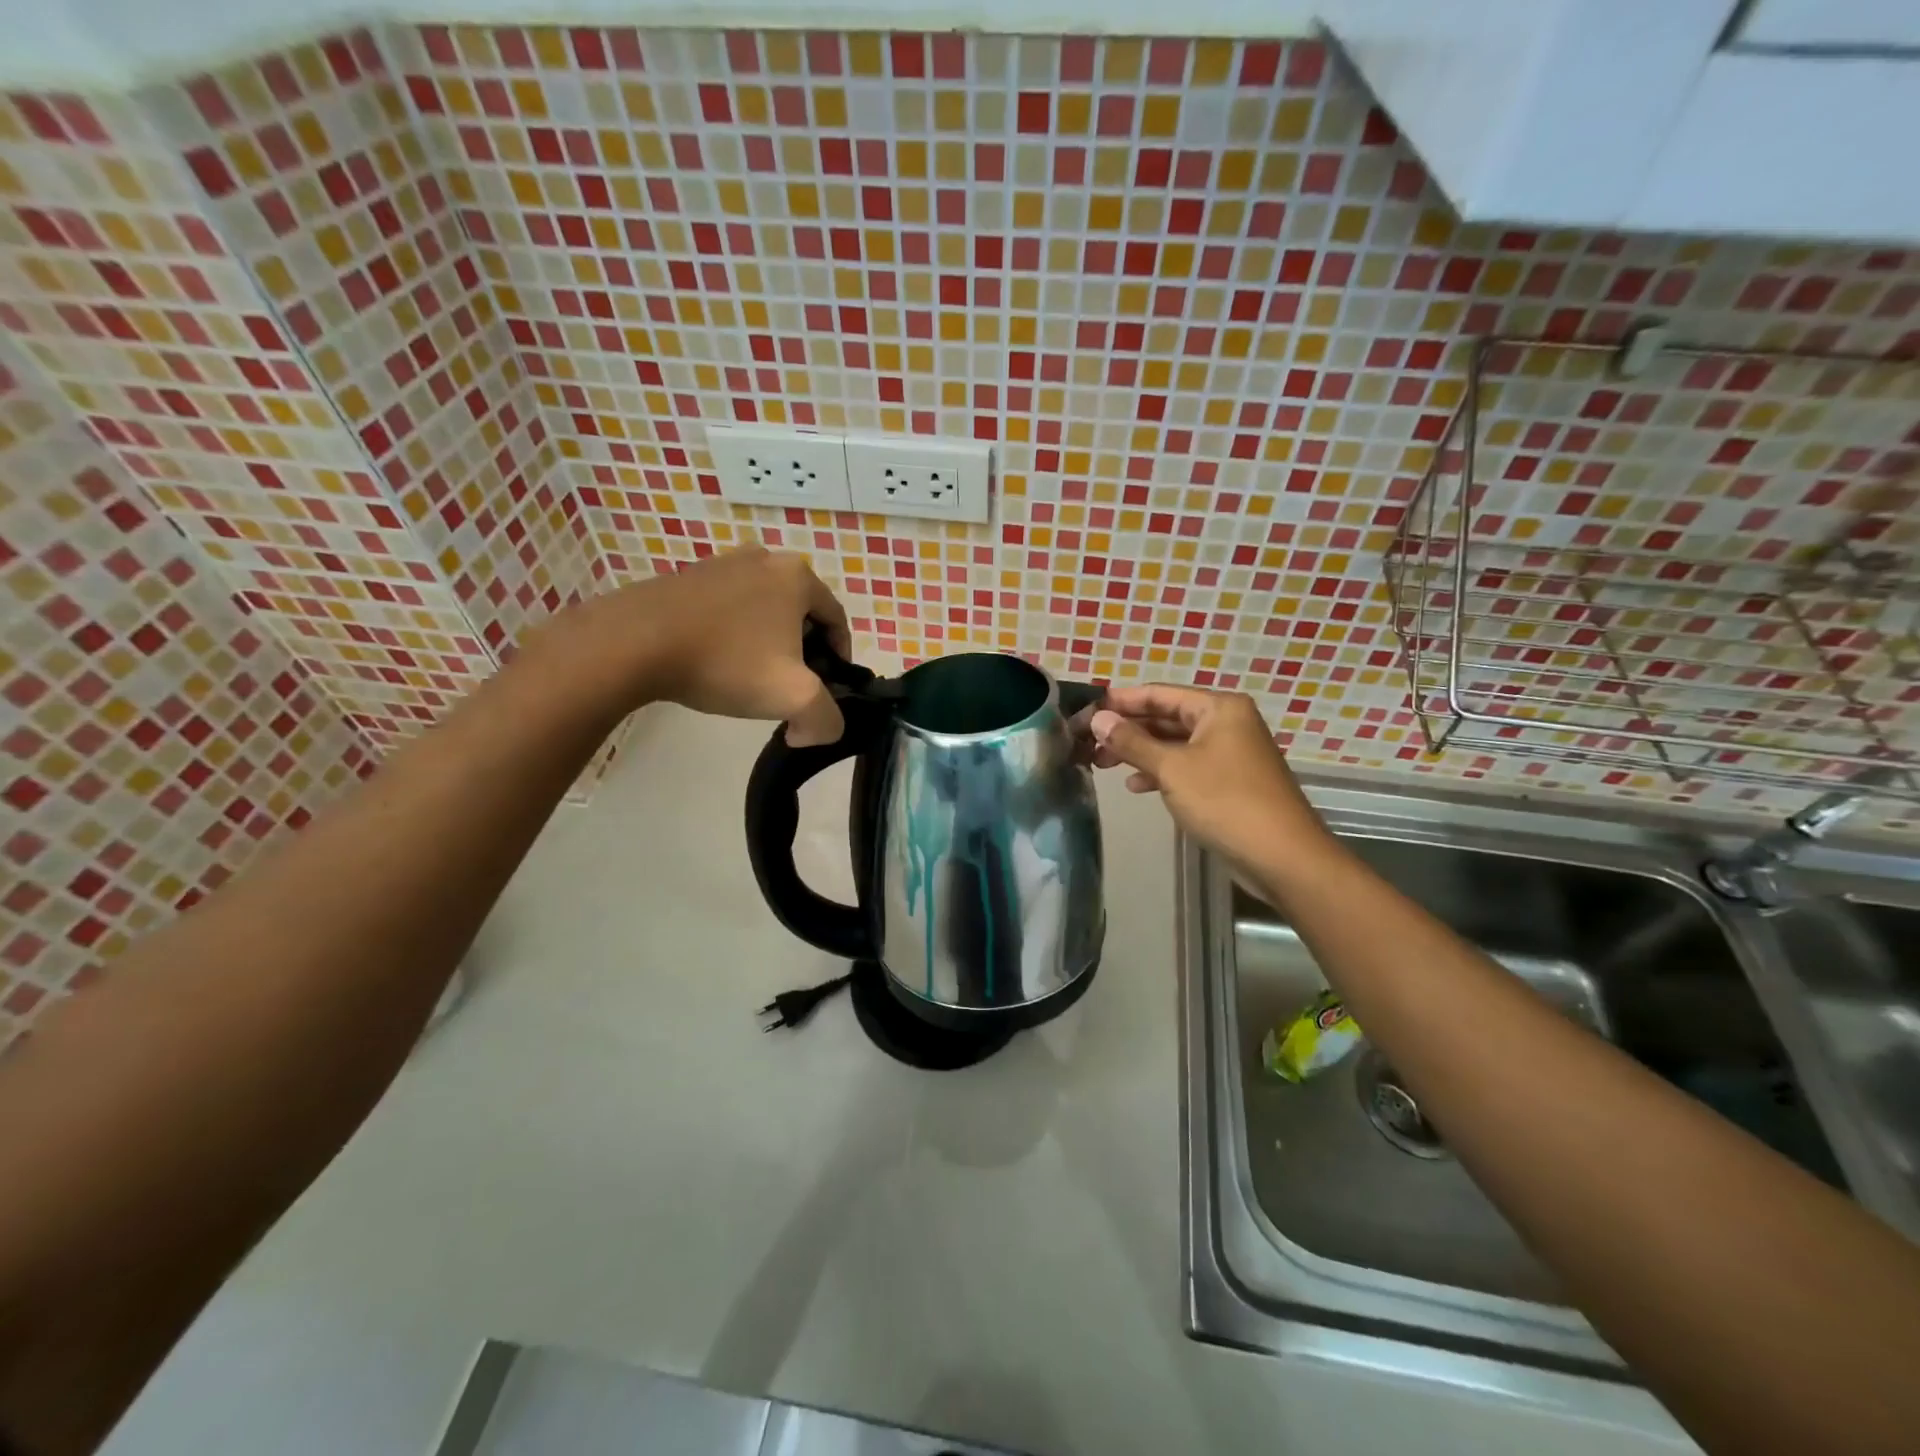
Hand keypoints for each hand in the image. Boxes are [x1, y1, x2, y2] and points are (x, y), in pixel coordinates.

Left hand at [537, 548, 852, 745]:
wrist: (634, 643)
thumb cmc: (726, 662)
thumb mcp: (793, 698)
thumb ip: (825, 719)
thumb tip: (814, 730)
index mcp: (797, 577)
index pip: (838, 620)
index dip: (840, 658)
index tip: (828, 689)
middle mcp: (764, 559)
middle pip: (801, 614)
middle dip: (802, 652)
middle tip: (789, 687)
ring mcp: (722, 564)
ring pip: (763, 612)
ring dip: (767, 644)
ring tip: (750, 678)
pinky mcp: (688, 577)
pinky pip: (728, 609)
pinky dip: (733, 636)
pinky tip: (716, 663)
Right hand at [1089, 685, 1330, 875]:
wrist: (1282, 856)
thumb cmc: (1225, 801)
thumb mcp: (1172, 769)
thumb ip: (1131, 742)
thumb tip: (1097, 718)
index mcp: (1218, 708)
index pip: (1159, 693)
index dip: (1120, 701)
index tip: (1086, 711)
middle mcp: (1226, 722)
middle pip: (1166, 717)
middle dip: (1127, 730)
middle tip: (1088, 742)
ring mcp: (1230, 752)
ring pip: (1174, 744)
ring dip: (1140, 752)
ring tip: (1102, 764)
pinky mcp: (1229, 781)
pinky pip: (1187, 766)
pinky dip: (1161, 773)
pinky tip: (1135, 786)